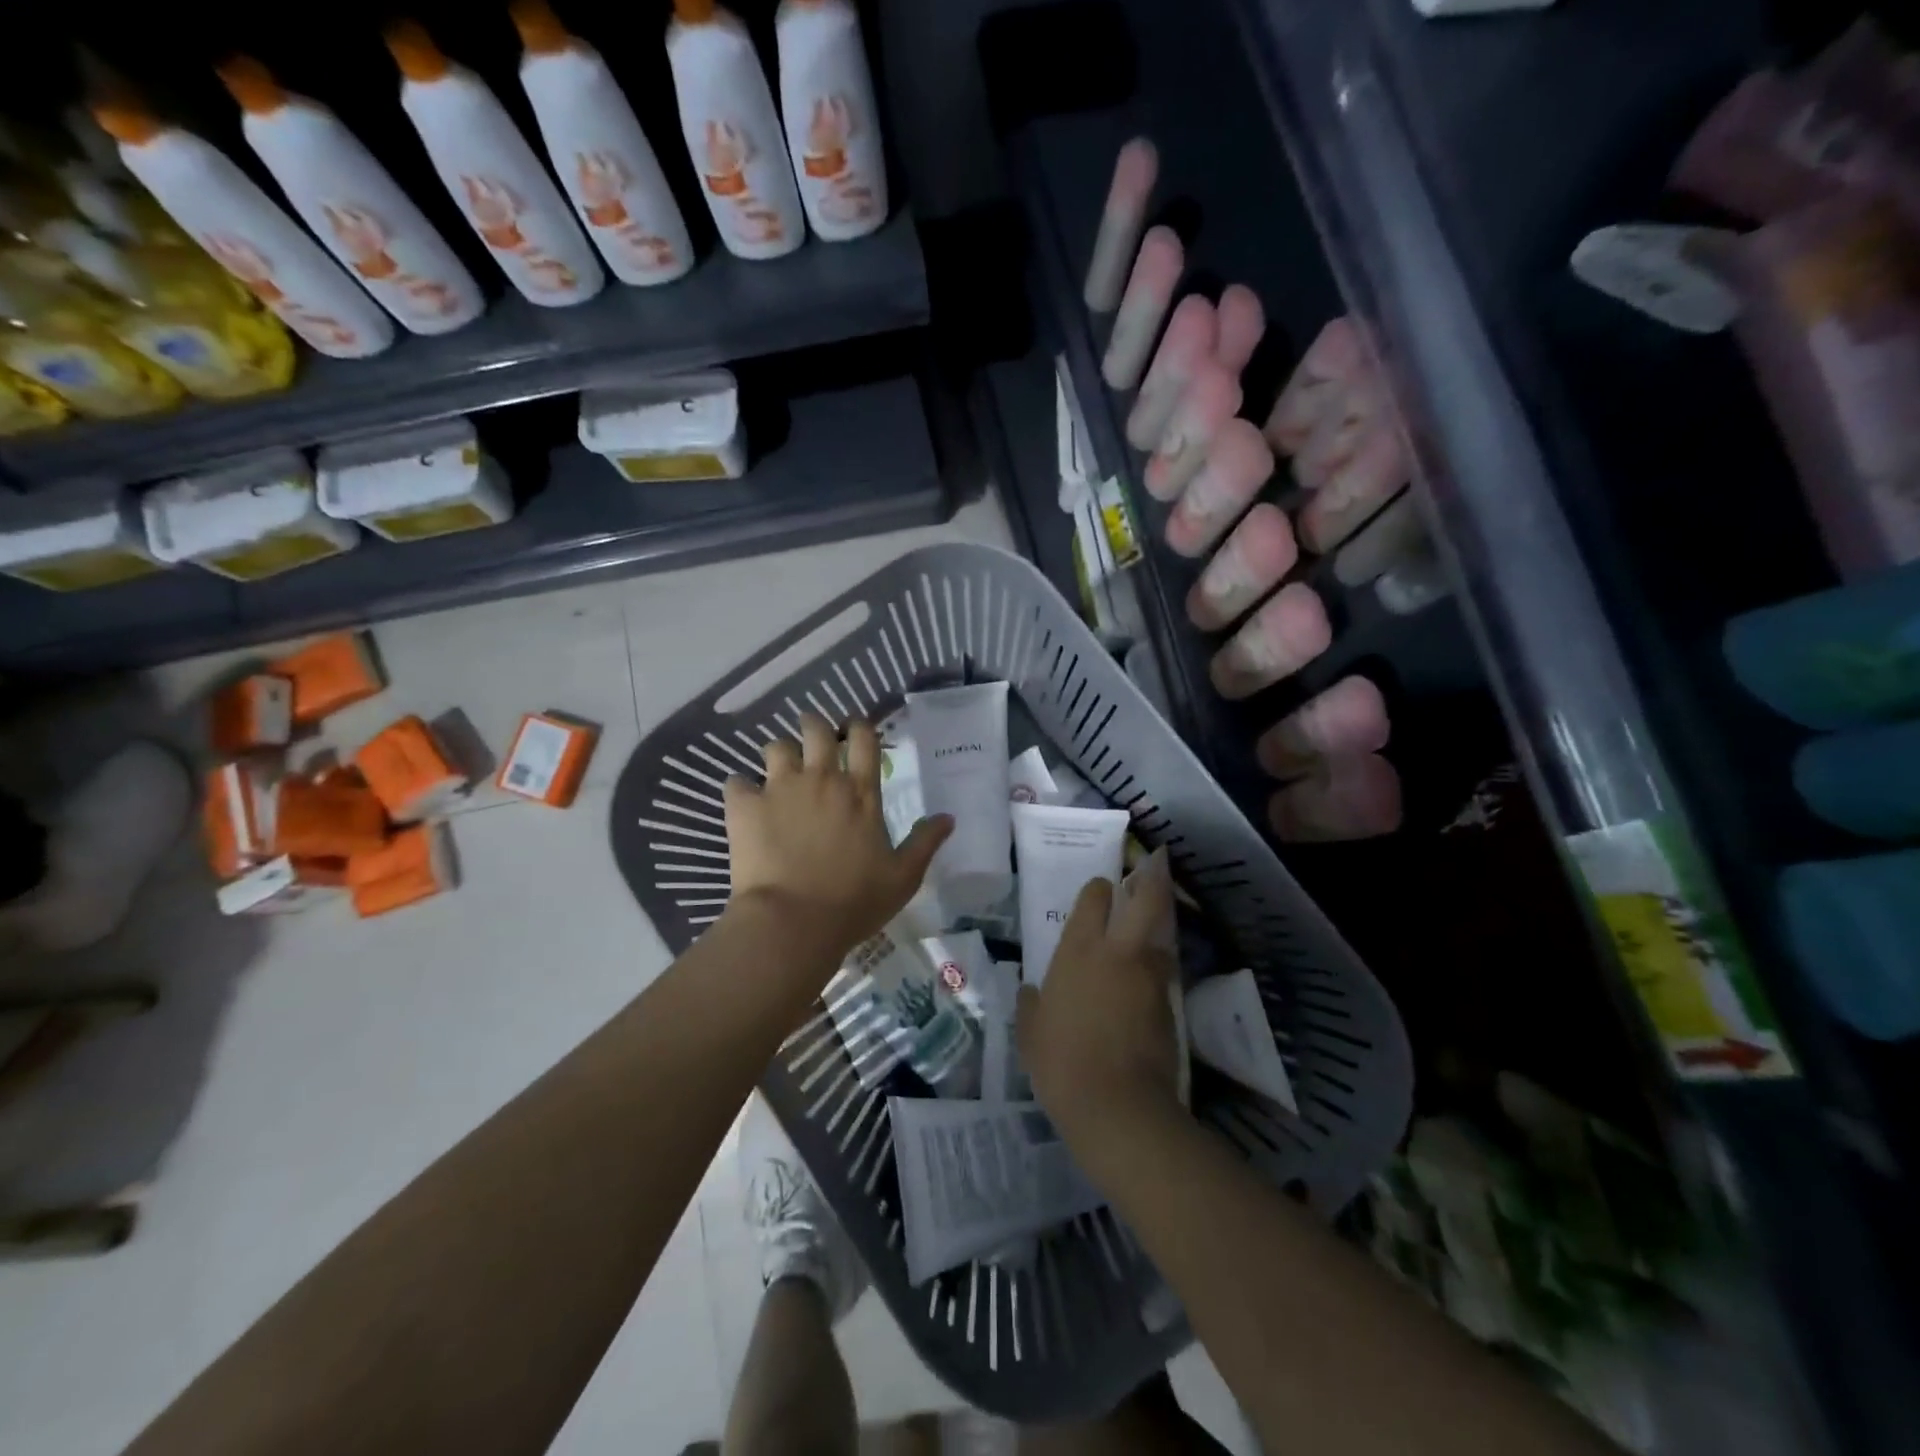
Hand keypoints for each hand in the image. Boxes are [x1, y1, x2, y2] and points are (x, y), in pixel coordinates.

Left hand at [723, 713, 950, 962]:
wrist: (793, 923)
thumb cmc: (854, 902)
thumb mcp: (903, 877)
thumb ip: (925, 842)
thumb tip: (948, 817)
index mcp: (860, 792)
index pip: (864, 739)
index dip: (859, 727)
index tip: (853, 730)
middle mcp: (821, 779)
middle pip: (816, 729)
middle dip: (814, 726)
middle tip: (813, 739)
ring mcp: (780, 789)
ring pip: (775, 747)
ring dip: (779, 754)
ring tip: (779, 771)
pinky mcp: (745, 807)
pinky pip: (736, 781)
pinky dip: (741, 788)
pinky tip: (744, 802)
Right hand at [1017, 849, 1182, 1162]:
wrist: (1117, 1105)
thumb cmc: (1061, 1060)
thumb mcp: (1030, 1032)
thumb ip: (1030, 1004)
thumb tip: (1030, 990)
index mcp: (1079, 950)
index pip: (1095, 898)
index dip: (1099, 890)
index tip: (1099, 891)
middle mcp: (1118, 952)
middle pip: (1146, 900)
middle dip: (1150, 882)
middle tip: (1150, 872)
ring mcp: (1149, 977)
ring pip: (1160, 937)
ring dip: (1155, 930)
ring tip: (1147, 932)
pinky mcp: (1170, 1005)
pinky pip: (1163, 975)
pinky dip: (1157, 971)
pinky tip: (1146, 984)